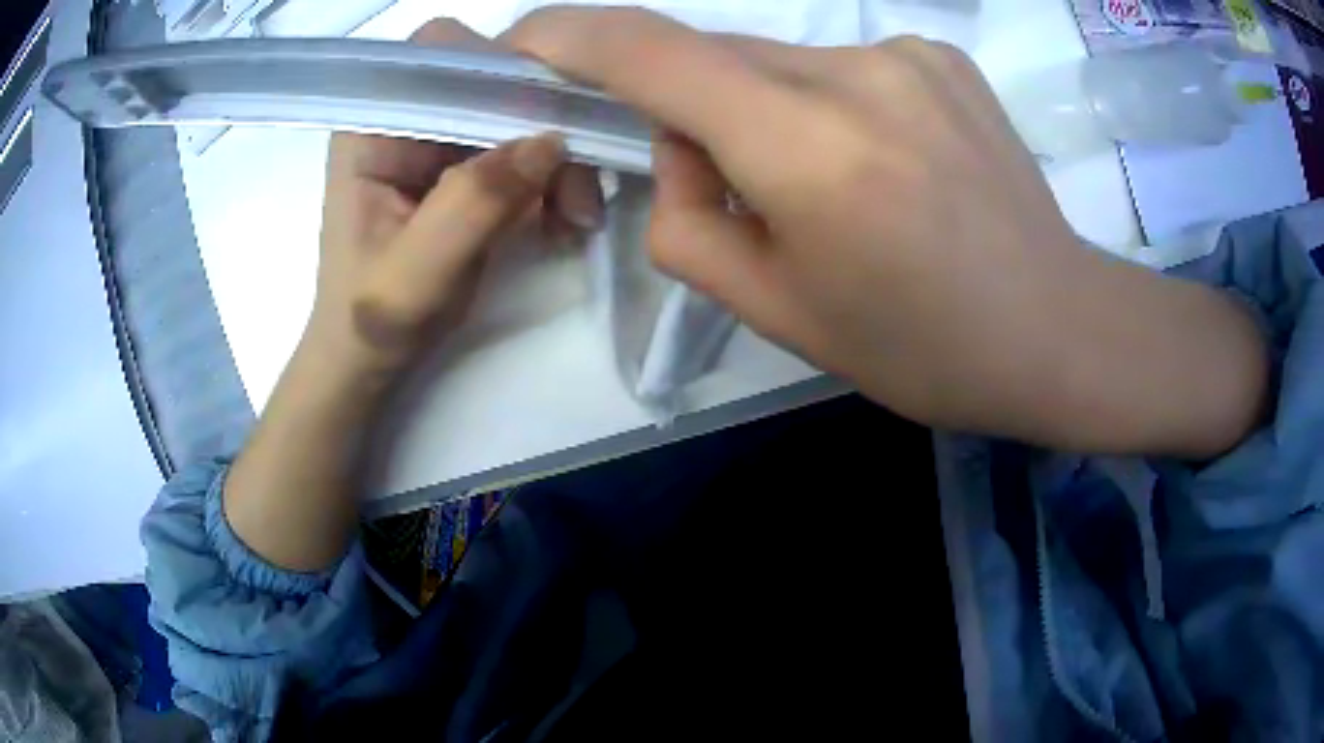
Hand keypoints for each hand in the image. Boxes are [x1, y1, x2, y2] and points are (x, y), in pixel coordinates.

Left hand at [309, 19, 602, 378]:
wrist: (367, 359)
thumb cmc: (370, 320)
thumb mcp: (416, 273)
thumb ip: (473, 203)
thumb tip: (551, 141)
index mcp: (373, 126)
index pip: (440, 53)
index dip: (499, 67)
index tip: (549, 120)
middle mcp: (408, 117)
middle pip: (492, 79)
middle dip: (543, 124)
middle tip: (577, 192)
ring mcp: (440, 139)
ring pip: (519, 112)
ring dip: (559, 158)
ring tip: (577, 219)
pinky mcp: (465, 165)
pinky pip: (525, 148)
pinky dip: (554, 178)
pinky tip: (567, 219)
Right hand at [508, 8, 1266, 454]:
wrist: (1054, 328)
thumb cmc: (922, 347)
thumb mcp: (778, 312)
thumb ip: (688, 224)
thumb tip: (677, 150)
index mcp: (806, 149)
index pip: (650, 52)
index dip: (569, 36)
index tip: (523, 43)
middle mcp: (856, 74)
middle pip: (716, 57)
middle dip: (692, 110)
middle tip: (727, 183)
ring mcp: (908, 54)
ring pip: (781, 63)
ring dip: (766, 113)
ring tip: (831, 189)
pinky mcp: (943, 56)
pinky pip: (842, 67)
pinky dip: (826, 105)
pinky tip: (883, 163)